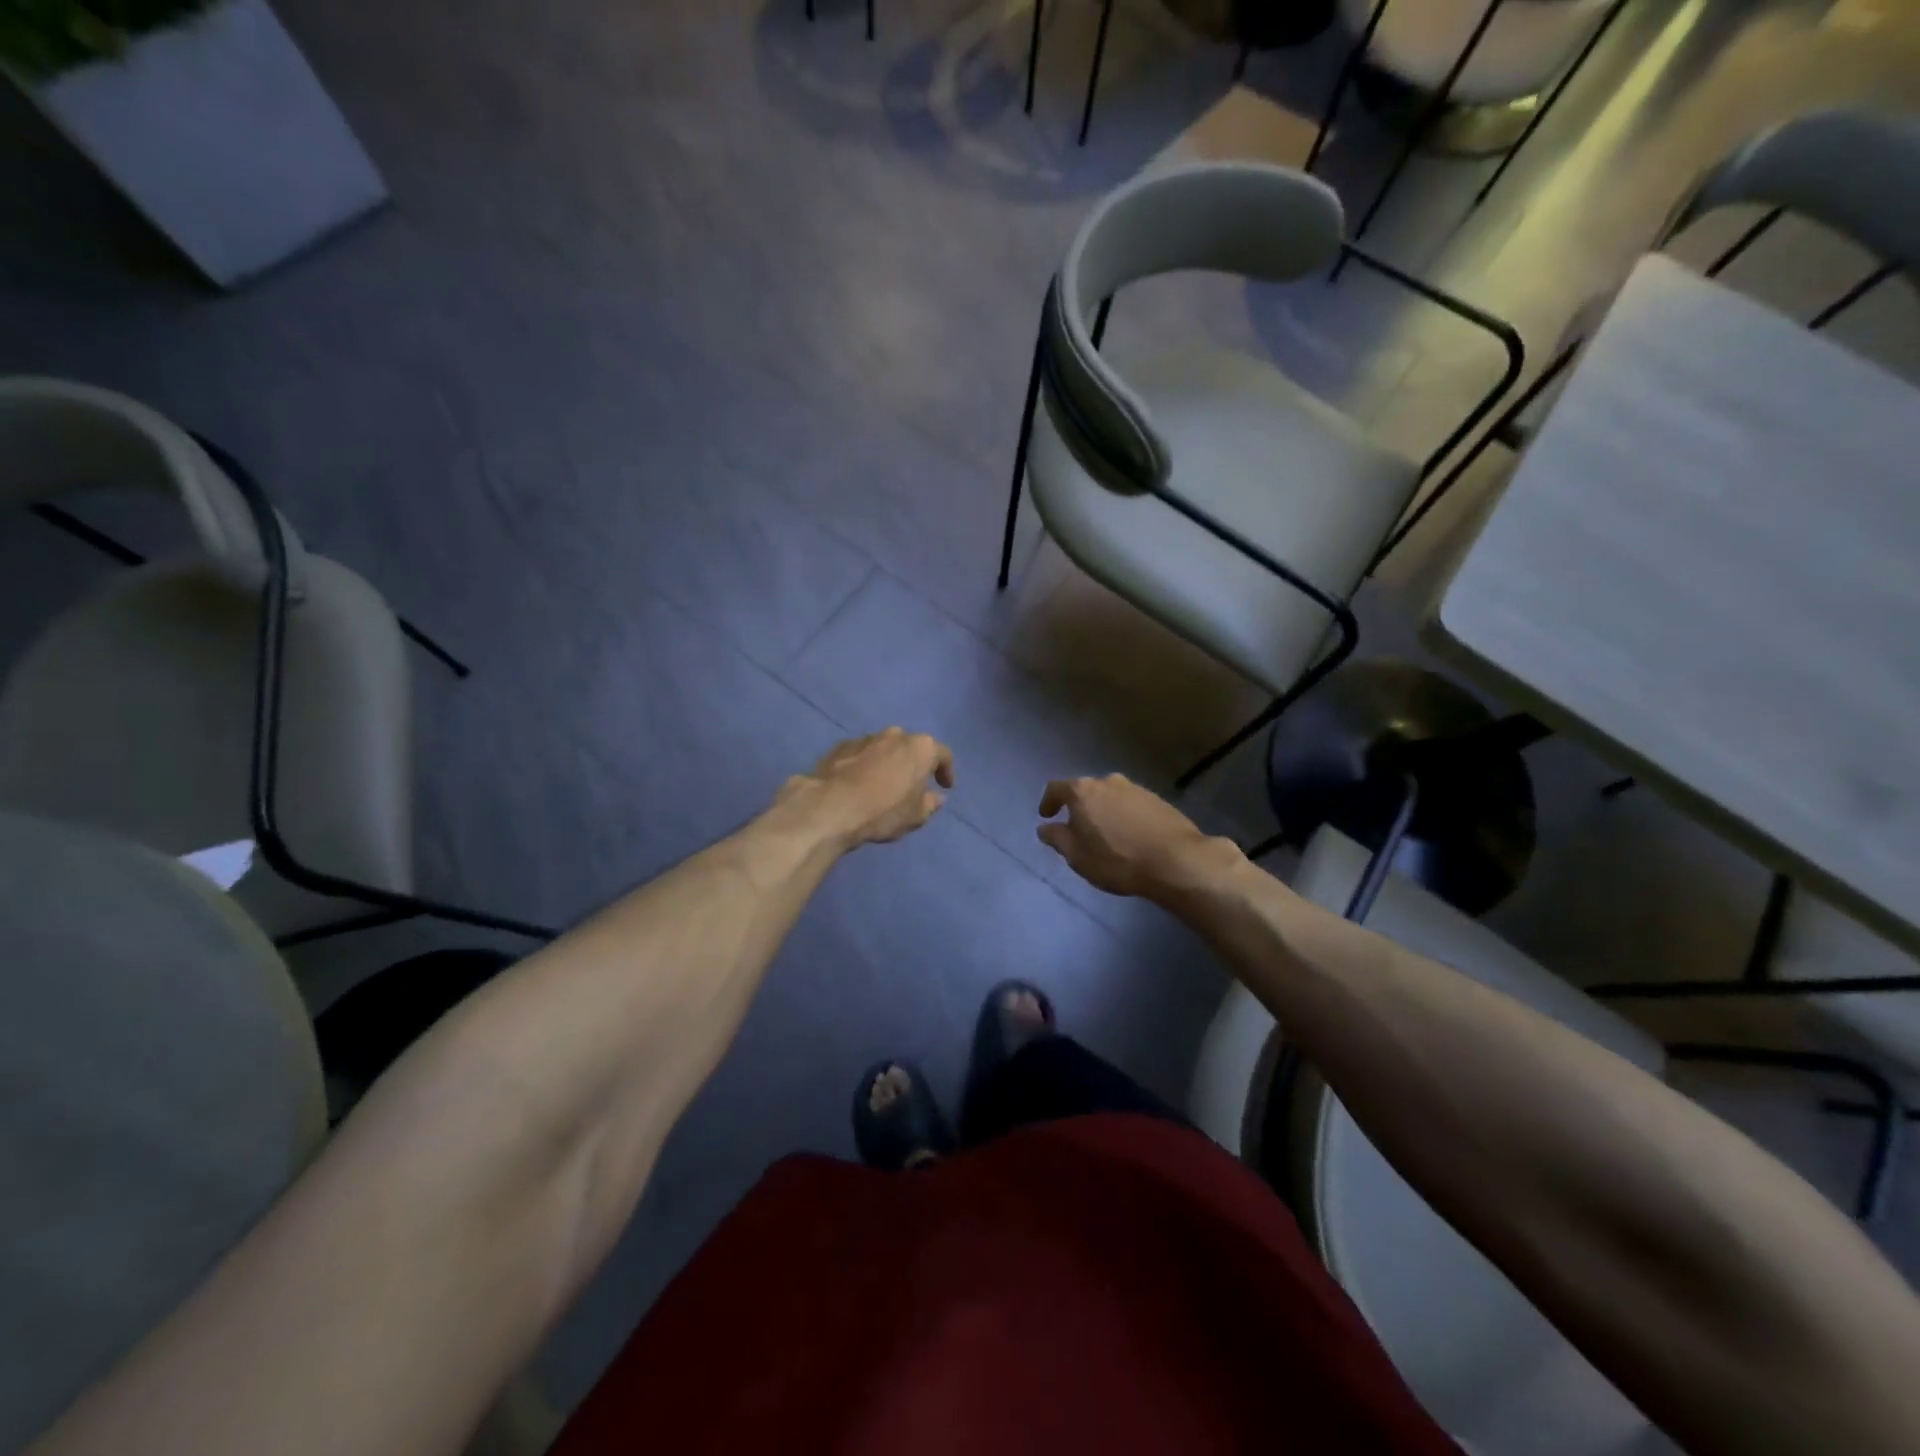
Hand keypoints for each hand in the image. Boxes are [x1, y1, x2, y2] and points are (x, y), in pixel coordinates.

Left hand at [780, 728, 955, 848]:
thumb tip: (936, 797)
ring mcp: (866, 738)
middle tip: (912, 785)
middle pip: (911, 747)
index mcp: (921, 748)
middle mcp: (895, 735)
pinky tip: (858, 784)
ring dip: (888, 763)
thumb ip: (930, 804)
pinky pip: (861, 754)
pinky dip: (865, 765)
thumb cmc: (883, 811)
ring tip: (882, 786)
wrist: (830, 806)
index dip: (946, 771)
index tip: (945, 787)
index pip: (943, 754)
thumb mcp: (915, 816)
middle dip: (914, 764)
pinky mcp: (840, 746)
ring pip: (884, 748)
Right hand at [1036, 774, 1234, 899]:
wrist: (1176, 860)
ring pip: (1110, 797)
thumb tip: (1045, 827)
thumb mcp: (1077, 856)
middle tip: (1077, 829)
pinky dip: (1124, 816)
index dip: (1048, 802)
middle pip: (1085, 790)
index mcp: (1083, 791)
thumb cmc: (1117, 859)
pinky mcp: (1157, 800)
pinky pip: (1130, 805)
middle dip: (1078, 808)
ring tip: (1105, 835)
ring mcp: (1136, 788)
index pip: (1056, 788)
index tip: (1046, 816)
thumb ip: (1057, 838)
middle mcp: (1108, 781)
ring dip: (1103, 811)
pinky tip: (1129, 836)